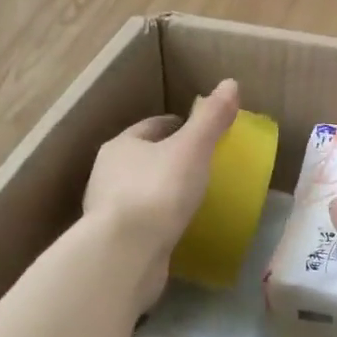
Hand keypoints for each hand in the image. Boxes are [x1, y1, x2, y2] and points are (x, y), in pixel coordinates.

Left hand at [84, 79, 239, 306]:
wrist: (126, 254)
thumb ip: (211, 117)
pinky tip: (179, 227)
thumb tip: (231, 83)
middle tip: (200, 163)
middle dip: (168, 158)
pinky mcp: (114, 242)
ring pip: (140, 191)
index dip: (177, 126)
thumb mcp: (192, 148)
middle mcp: (106, 174)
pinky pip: (142, 222)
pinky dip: (159, 220)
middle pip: (143, 158)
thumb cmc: (158, 190)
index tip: (200, 132)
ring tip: (193, 196)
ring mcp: (107, 210)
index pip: (152, 127)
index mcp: (121, 146)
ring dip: (163, 190)